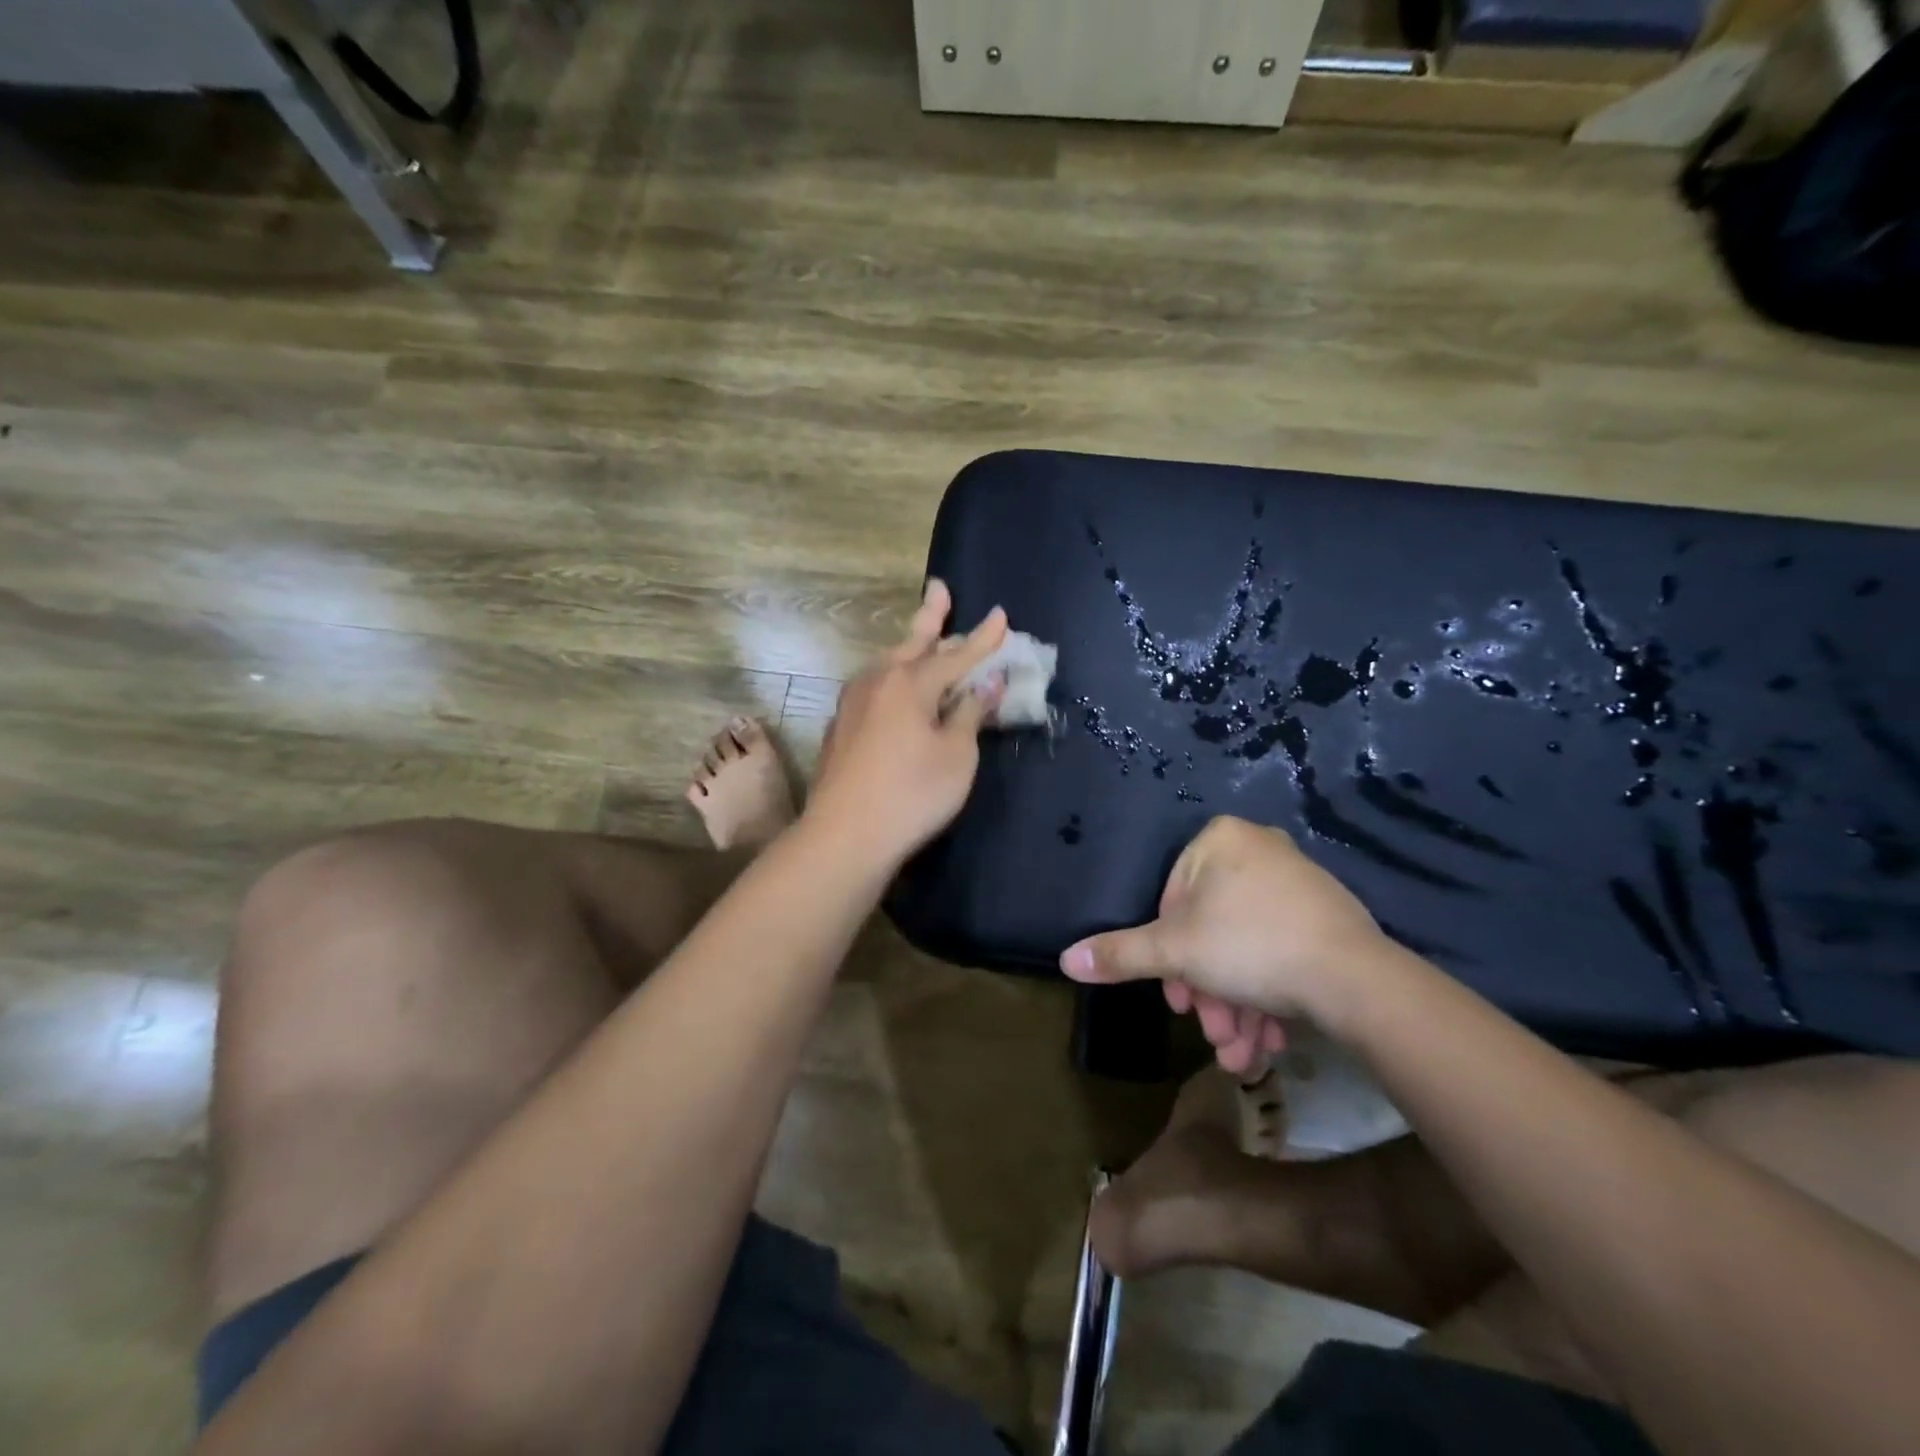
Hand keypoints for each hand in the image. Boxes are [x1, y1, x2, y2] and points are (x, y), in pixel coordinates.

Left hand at [806, 580, 1007, 864]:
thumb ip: (971, 713)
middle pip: (913, 644)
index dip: (983, 638)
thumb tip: (988, 683)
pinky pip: (875, 689)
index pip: (957, 654)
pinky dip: (893, 679)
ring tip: (921, 637)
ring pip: (888, 664)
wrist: (845, 834)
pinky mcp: (840, 726)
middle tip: (939, 589)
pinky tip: (894, 690)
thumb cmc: (913, 794)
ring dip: (909, 648)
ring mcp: (853, 702)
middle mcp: (878, 681)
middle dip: (931, 616)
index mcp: (911, 682)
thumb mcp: (957, 754)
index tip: (1001, 615)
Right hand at [1059, 817, 1393, 1070]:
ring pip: (1246, 948)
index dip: (1168, 955)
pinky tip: (1267, 1040)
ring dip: (1235, 1005)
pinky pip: (1280, 952)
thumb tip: (1066, 959)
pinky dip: (1267, 995)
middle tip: (1211, 1031)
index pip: (1173, 898)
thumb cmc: (1250, 947)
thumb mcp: (1174, 952)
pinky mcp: (1328, 918)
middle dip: (1207, 991)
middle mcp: (1260, 850)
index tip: (1178, 999)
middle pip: (1212, 929)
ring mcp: (1298, 883)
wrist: (1357, 980)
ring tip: (1240, 1053)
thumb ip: (1120, 954)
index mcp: (1221, 840)